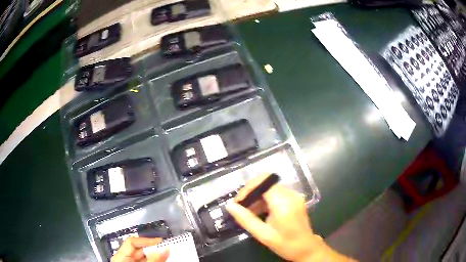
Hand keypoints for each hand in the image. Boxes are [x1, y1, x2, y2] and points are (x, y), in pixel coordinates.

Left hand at [110, 237, 169, 261]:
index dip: (146, 239)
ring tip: (166, 254)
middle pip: (138, 248)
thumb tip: (166, 248)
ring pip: (142, 255)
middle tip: (166, 248)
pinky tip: (161, 259)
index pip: (132, 241)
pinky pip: (144, 261)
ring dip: (154, 254)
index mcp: (120, 255)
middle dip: (152, 248)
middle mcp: (123, 257)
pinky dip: (153, 260)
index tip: (161, 241)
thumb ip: (153, 259)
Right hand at [226, 174, 353, 261]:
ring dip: (257, 196)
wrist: (306, 248)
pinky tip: (259, 212)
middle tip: (240, 207)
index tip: (238, 203)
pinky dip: (265, 199)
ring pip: (270, 187)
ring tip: (248, 212)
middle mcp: (290, 194)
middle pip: (266, 183)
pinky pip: (276, 193)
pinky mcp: (295, 199)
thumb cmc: (285, 243)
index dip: (248, 189)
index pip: (263, 183)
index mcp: (283, 202)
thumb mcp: (263, 234)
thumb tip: (229, 206)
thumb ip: (246, 219)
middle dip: (251, 193)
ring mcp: (294, 196)